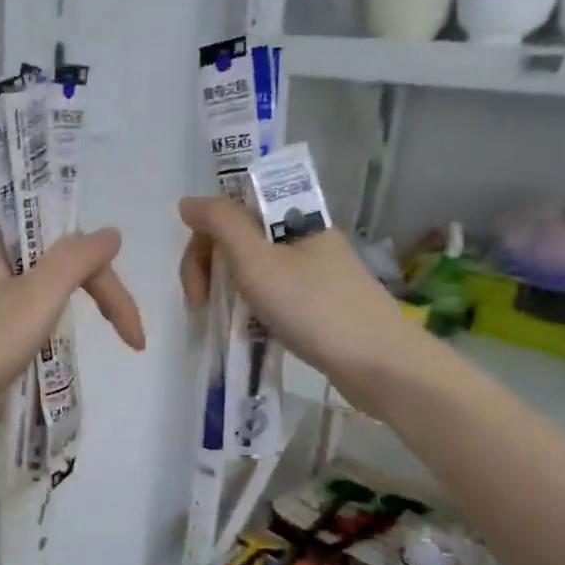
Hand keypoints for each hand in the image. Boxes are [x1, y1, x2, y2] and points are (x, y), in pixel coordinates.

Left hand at [0, 228, 144, 445]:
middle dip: (96, 297)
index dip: (112, 287)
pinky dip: (40, 334)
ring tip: (79, 348)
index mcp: (1, 244)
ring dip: (67, 315)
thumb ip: (76, 259)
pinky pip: (16, 319)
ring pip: (37, 294)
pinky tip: (40, 355)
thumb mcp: (35, 297)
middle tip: (125, 338)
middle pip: (58, 266)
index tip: (133, 338)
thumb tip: (110, 232)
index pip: (75, 248)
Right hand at [178, 196, 439, 408]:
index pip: (230, 212)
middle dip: (210, 270)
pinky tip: (248, 330)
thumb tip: (188, 202)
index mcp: (292, 217)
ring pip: (251, 269)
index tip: (198, 286)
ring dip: (228, 291)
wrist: (377, 363)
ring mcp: (311, 271)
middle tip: (202, 308)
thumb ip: (221, 225)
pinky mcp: (316, 303)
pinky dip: (250, 308)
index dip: (203, 243)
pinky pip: (269, 294)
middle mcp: (302, 237)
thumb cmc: (313, 308)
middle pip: (238, 239)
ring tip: (223, 322)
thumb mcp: (258, 262)